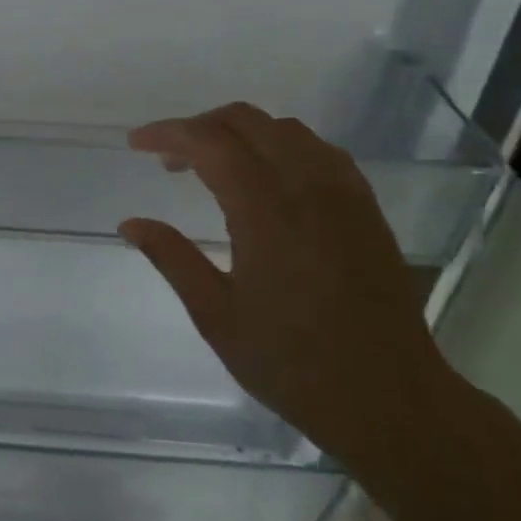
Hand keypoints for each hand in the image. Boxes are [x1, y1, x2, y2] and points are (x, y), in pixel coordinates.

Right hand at [119, 102, 453, 466]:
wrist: (389, 399)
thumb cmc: (292, 363)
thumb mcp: (216, 316)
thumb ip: (171, 258)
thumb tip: (131, 223)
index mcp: (266, 211)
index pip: (209, 142)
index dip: (168, 133)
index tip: (137, 143)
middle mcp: (307, 187)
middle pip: (247, 121)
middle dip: (200, 126)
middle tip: (169, 158)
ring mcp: (343, 193)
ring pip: (285, 129)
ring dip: (241, 132)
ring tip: (213, 166)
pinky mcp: (365, 207)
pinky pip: (318, 150)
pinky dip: (280, 146)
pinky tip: (267, 179)